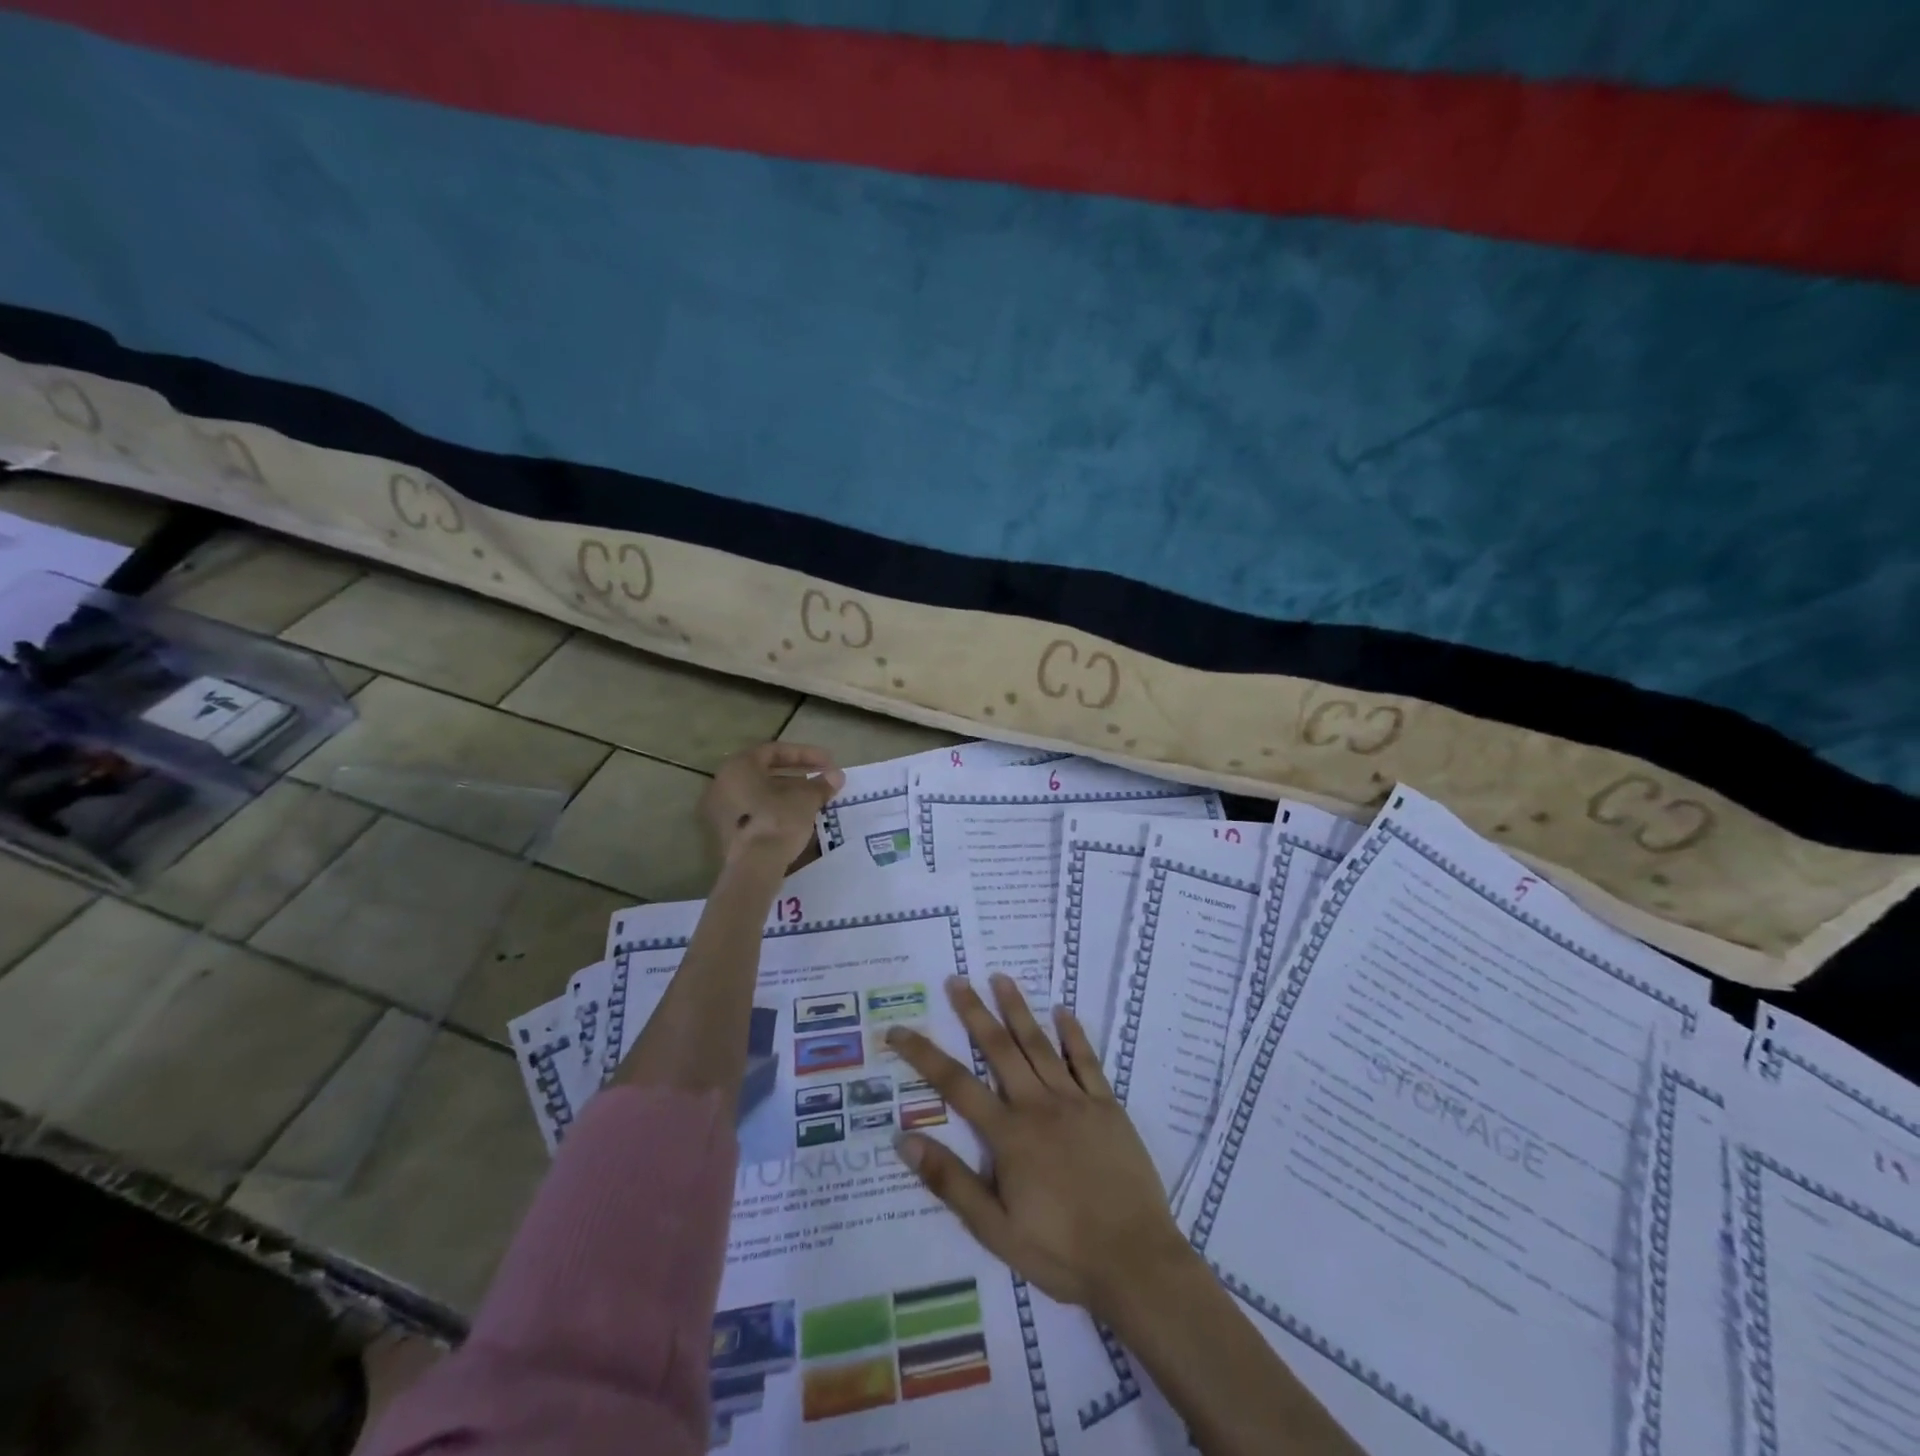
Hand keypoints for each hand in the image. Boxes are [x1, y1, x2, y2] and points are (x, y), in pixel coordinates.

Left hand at [700, 743, 844, 868]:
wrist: (753, 868)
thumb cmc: (777, 822)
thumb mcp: (805, 800)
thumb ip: (820, 784)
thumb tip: (836, 776)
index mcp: (738, 767)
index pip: (775, 750)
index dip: (805, 754)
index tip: (828, 762)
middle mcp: (723, 783)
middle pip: (765, 772)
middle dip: (797, 775)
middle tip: (821, 780)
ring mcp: (720, 809)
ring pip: (759, 794)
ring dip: (787, 793)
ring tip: (814, 800)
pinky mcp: (725, 832)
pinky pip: (753, 812)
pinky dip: (775, 810)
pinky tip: (797, 818)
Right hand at [886, 974, 1196, 1321]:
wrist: (1135, 1261)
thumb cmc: (1061, 1251)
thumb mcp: (995, 1229)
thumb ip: (951, 1181)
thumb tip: (904, 1138)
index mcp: (1008, 1134)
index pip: (955, 1084)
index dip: (924, 1055)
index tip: (899, 1030)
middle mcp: (1038, 1105)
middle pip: (1000, 1049)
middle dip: (975, 1012)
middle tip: (957, 980)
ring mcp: (1076, 1101)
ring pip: (1040, 1044)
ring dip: (1018, 1010)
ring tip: (1001, 978)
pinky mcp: (1107, 1106)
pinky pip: (1087, 1061)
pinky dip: (1073, 1034)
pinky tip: (1063, 1011)